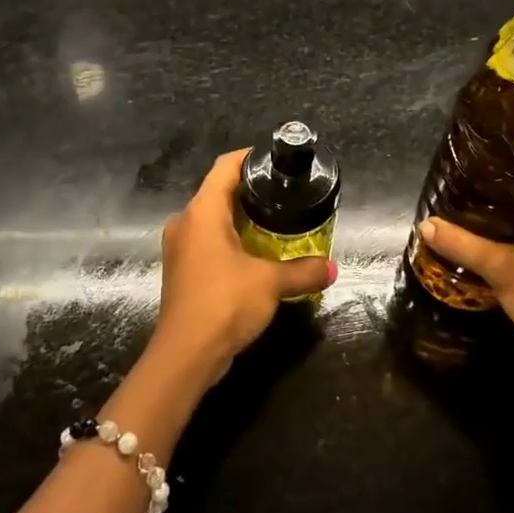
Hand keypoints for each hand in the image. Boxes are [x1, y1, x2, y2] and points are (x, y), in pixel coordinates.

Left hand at [155, 149, 335, 383]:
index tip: (276, 160)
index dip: (250, 157)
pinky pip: (208, 241)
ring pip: (212, 219)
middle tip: (285, 192)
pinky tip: (256, 253)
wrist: (185, 355)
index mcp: (202, 212)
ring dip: (240, 218)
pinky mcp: (182, 270)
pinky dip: (231, 240)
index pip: (225, 167)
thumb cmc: (224, 303)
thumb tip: (333, 267)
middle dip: (251, 190)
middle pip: (218, 191)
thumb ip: (304, 271)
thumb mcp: (271, 283)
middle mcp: (185, 222)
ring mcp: (180, 247)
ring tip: (276, 221)